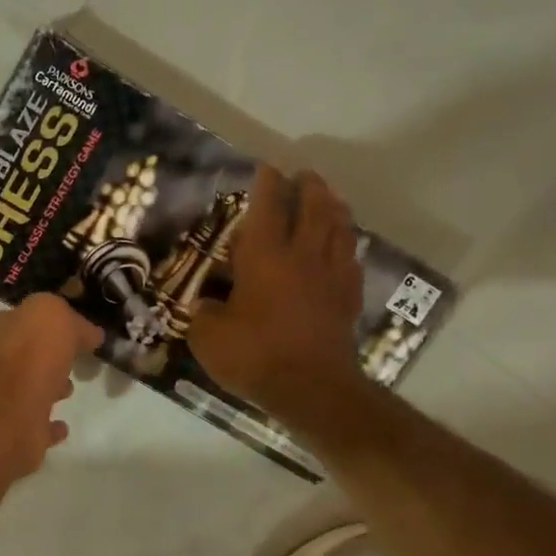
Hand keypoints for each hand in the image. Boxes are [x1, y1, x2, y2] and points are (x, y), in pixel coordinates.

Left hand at [0, 293, 103, 479]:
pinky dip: (48, 426)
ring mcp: (0, 401)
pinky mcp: (13, 432)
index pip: (22, 318)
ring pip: (28, 389)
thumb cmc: (29, 355)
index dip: (48, 322)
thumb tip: (89, 334)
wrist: (11, 414)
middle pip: (25, 355)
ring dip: (48, 388)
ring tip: (70, 389)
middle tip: (76, 359)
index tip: (76, 330)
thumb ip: (72, 320)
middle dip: (48, 356)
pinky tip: (63, 426)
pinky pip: (36, 426)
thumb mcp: (54, 314)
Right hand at [188, 164, 363, 422]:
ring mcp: (331, 276)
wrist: (311, 388)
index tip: (267, 167)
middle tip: (303, 175)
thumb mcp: (208, 336)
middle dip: (308, 187)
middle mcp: (302, 256)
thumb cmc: (254, 355)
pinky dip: (347, 245)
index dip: (266, 185)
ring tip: (329, 198)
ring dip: (333, 208)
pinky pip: (351, 260)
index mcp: (265, 257)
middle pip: (313, 209)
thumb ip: (204, 313)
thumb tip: (206, 305)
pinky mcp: (348, 299)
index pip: (267, 208)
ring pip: (339, 229)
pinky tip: (345, 246)